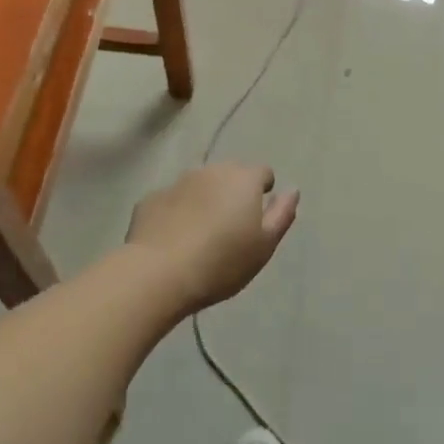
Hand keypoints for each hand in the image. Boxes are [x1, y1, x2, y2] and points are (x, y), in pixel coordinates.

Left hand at [126, 164, 298, 312]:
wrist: (159, 273)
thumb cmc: (222, 261)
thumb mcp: (264, 245)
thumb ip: (281, 214)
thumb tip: (292, 190)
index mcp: (243, 179)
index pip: (262, 172)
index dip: (263, 190)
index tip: (257, 215)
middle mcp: (211, 170)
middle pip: (229, 174)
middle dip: (232, 192)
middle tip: (230, 227)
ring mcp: (178, 182)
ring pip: (199, 185)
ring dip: (204, 200)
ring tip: (201, 234)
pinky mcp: (151, 199)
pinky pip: (172, 202)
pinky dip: (176, 213)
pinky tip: (173, 240)